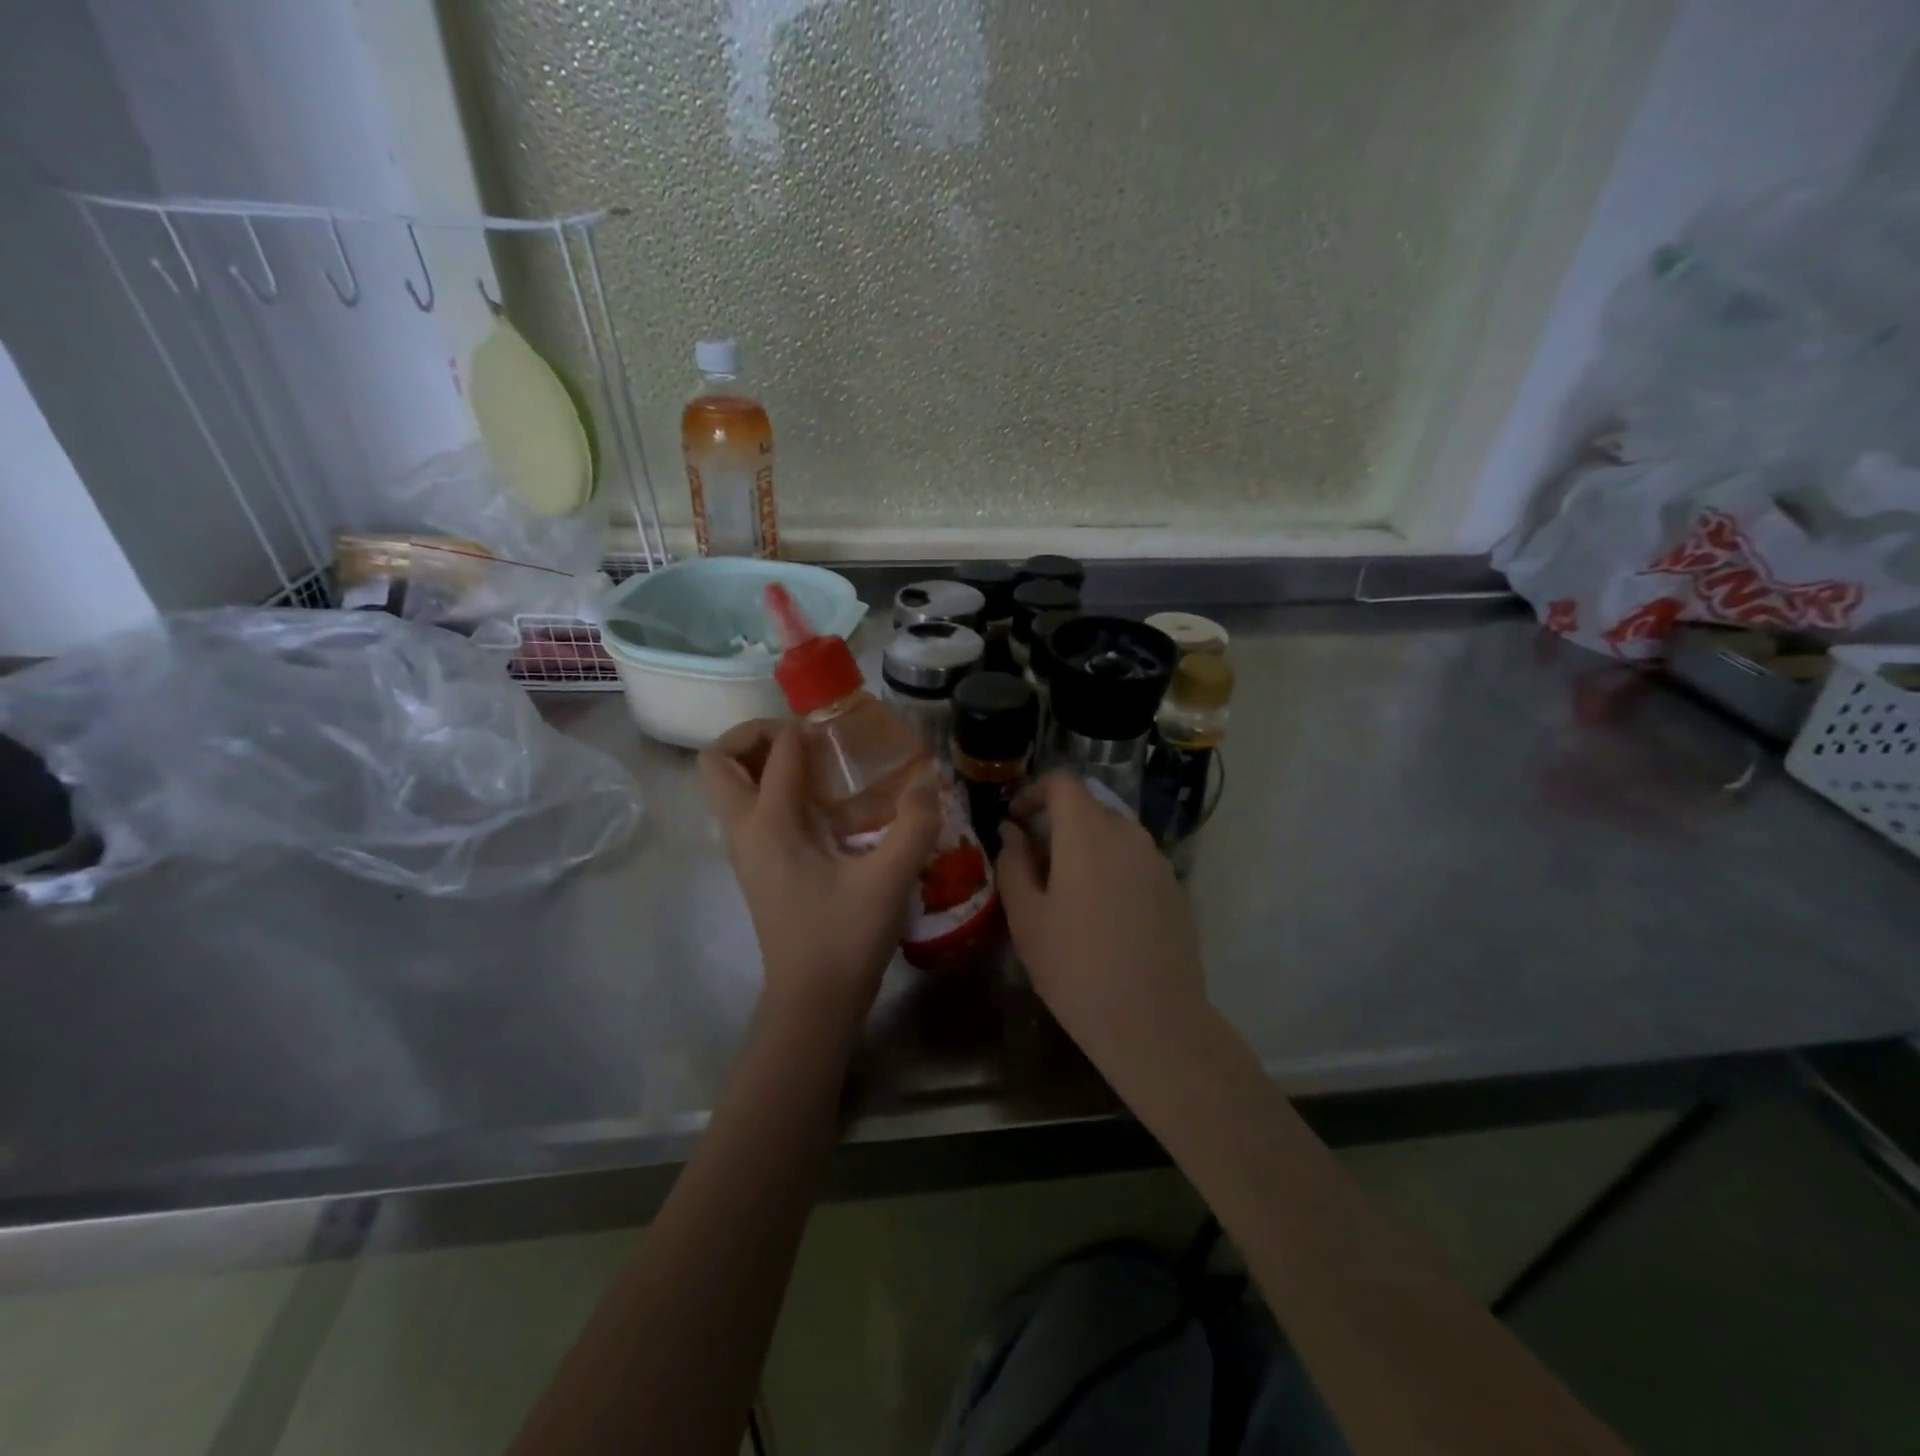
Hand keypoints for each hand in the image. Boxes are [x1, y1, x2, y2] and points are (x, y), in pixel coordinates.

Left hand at [698, 719, 940, 1030]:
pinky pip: (746, 809)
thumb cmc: (845, 937)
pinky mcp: (754, 866)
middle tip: (804, 741)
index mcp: (770, 824)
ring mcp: (744, 851)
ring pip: (726, 787)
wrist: (812, 1001)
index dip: (807, 731)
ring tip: (813, 767)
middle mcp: (745, 830)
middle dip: (754, 736)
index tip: (842, 734)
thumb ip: (915, 823)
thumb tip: (929, 776)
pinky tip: (819, 807)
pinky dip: (769, 790)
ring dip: (758, 763)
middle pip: (719, 761)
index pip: (778, 751)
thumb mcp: (890, 879)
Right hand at [996, 774, 1208, 1069]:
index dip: (1034, 792)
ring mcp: (1157, 861)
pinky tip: (1100, 912)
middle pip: (1089, 806)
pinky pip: (1134, 859)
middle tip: (1033, 861)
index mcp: (1088, 833)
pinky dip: (1111, 866)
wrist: (1153, 1022)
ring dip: (1086, 845)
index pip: (1063, 783)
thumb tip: (1011, 831)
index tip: (1015, 819)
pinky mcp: (1174, 888)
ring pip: (1114, 833)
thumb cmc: (1075, 967)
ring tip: (1065, 889)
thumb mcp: (1027, 917)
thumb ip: (1013, 863)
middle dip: (1057, 822)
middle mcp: (1128, 834)